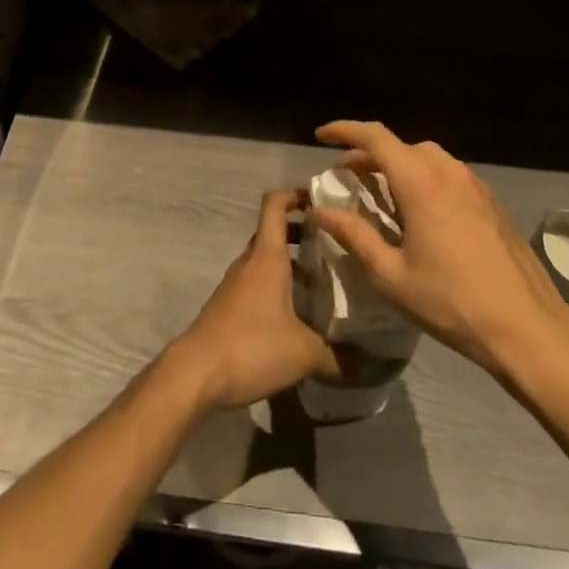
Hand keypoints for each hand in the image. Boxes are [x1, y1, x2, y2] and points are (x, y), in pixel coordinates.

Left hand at [166, 188, 337, 410]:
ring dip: (292, 264)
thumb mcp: (303, 353)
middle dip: (303, 234)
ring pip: (266, 260)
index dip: (296, 195)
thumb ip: (340, 357)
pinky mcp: (229, 306)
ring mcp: (236, 284)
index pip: (275, 205)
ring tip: (324, 283)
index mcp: (267, 257)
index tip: (322, 202)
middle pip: (274, 232)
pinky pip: (257, 283)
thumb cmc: (250, 347)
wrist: (195, 374)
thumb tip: (372, 364)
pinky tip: (298, 314)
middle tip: (335, 247)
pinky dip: (278, 286)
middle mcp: (250, 262)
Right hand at [312, 121, 568, 387]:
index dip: (345, 130)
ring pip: (428, 158)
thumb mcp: (392, 276)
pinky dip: (424, 178)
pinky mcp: (491, 203)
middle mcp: (448, 172)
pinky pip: (449, 175)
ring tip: (382, 194)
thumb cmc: (452, 302)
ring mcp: (475, 185)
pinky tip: (420, 213)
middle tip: (349, 176)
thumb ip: (354, 236)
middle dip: (370, 154)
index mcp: (421, 183)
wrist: (528, 327)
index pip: (375, 138)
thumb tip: (321, 211)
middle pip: (401, 146)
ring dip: (399, 165)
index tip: (321, 136)